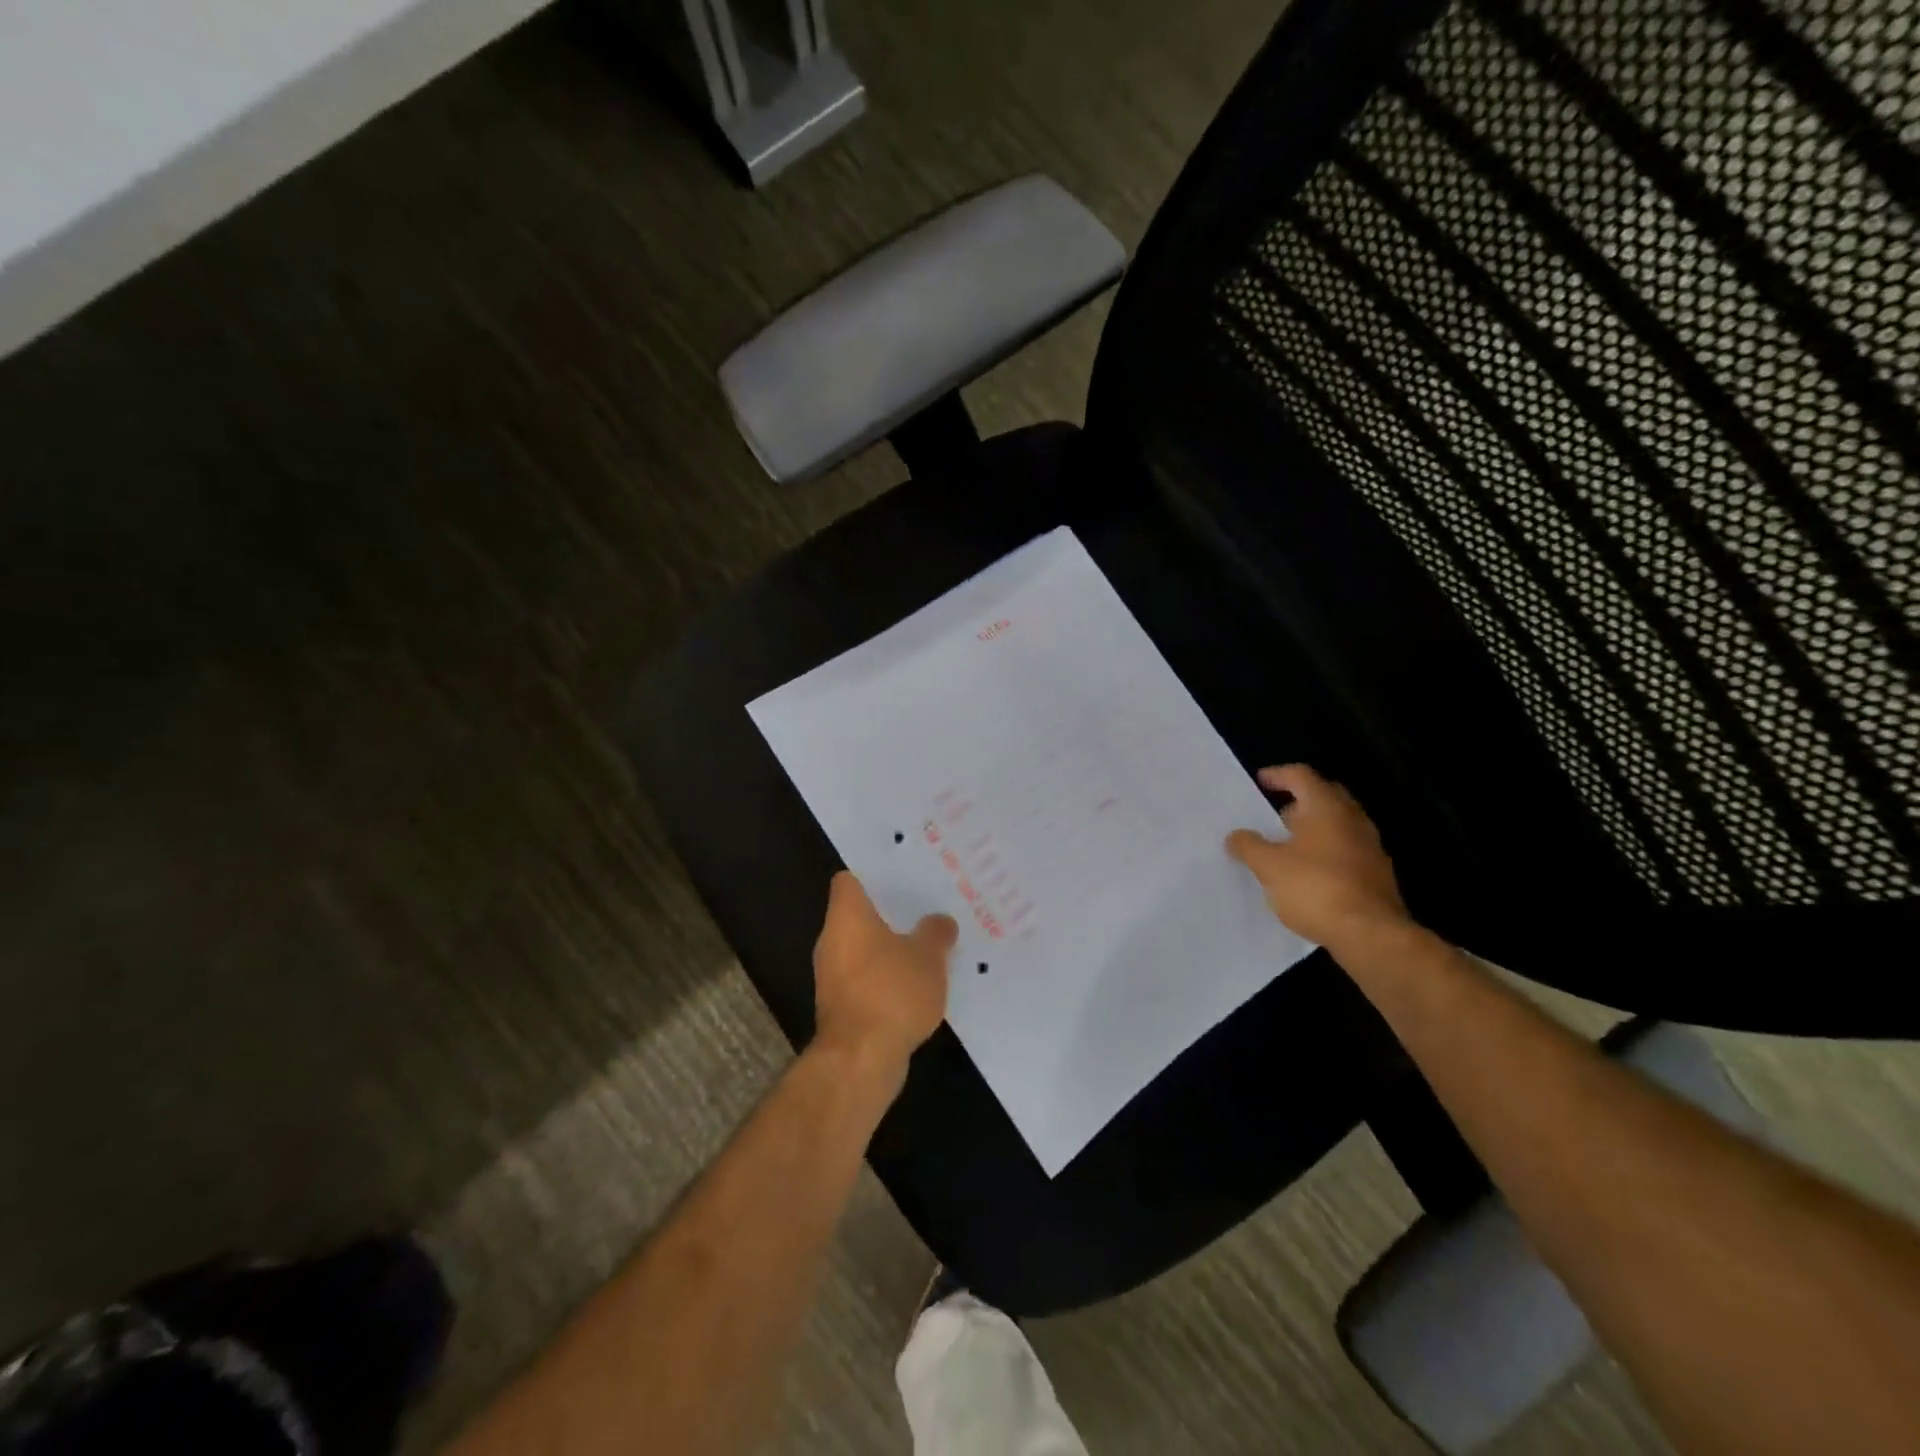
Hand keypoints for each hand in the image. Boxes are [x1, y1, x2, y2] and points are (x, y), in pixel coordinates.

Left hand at [811, 872, 956, 1082]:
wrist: (860, 1059)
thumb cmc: (892, 992)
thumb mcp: (928, 957)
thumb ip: (935, 933)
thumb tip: (940, 922)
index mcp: (847, 917)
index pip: (848, 881)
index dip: (871, 876)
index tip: (900, 876)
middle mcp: (831, 941)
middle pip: (857, 917)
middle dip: (888, 915)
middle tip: (923, 909)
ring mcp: (832, 977)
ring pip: (862, 951)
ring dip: (888, 950)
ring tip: (926, 947)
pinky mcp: (840, 1008)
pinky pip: (865, 980)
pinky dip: (885, 980)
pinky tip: (915, 986)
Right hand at [1226, 764, 1409, 952]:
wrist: (1370, 934)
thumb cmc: (1314, 887)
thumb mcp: (1268, 866)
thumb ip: (1248, 846)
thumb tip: (1236, 836)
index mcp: (1326, 807)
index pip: (1301, 775)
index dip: (1278, 775)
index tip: (1260, 782)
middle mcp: (1353, 820)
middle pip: (1325, 797)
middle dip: (1299, 802)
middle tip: (1274, 815)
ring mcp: (1370, 847)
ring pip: (1338, 826)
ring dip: (1313, 829)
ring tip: (1287, 846)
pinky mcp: (1377, 875)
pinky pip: (1347, 851)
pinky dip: (1326, 853)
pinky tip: (1308, 874)